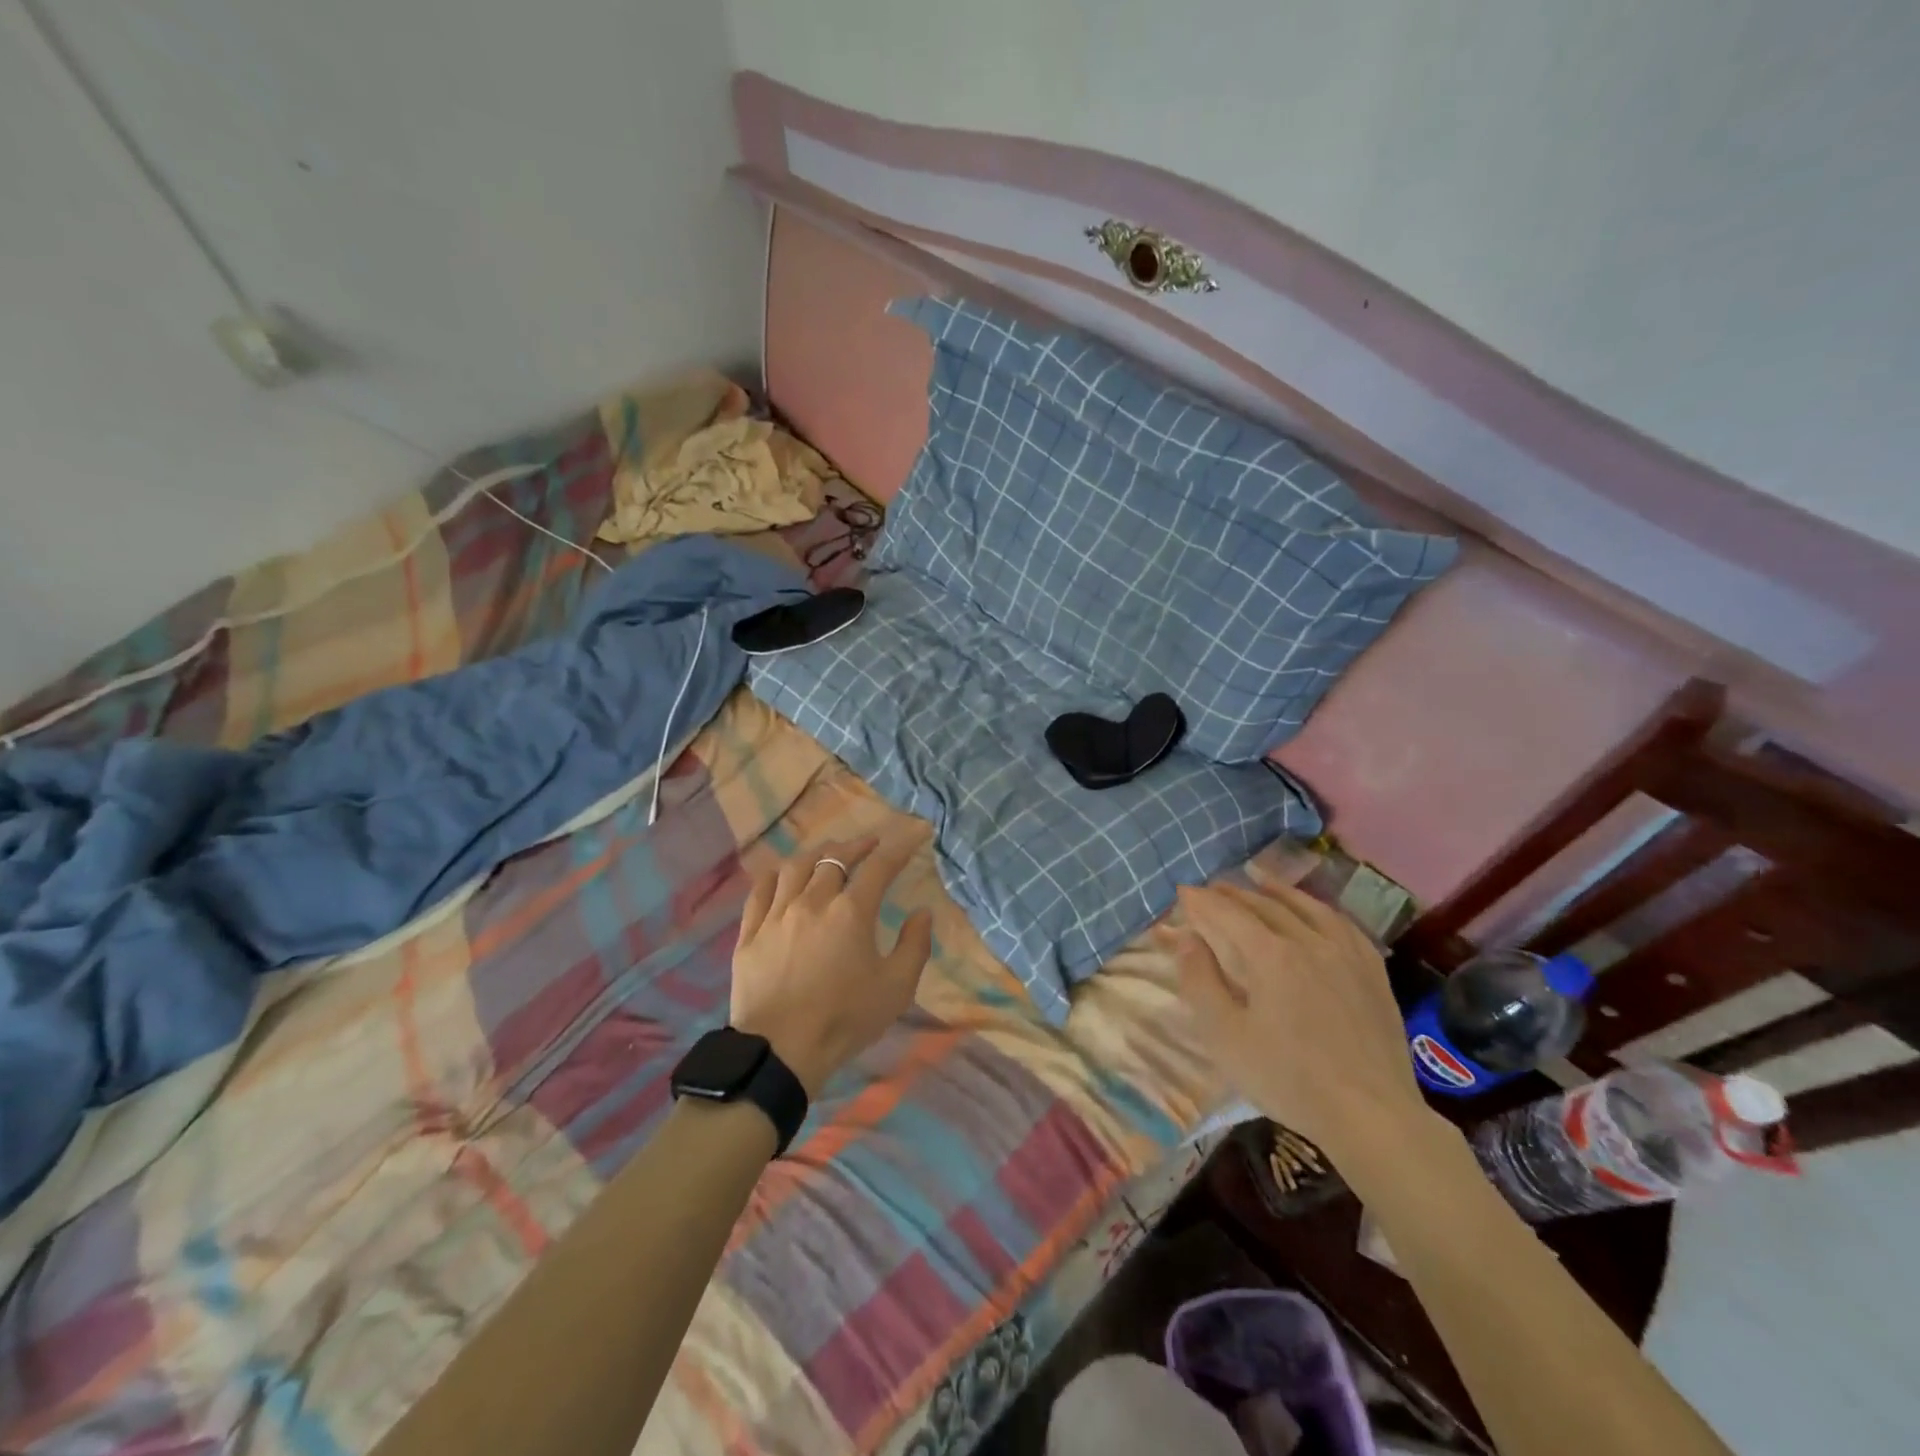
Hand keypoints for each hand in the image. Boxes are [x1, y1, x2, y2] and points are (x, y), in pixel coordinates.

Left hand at [730, 832, 934, 1096]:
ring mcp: (776, 915)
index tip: (914, 832)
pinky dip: (776, 875)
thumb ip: (915, 945)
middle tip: (870, 844)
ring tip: (828, 853)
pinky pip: (760, 890)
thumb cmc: (845, 1020)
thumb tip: (922, 912)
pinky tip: (782, 874)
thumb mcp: (896, 988)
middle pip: (834, 858)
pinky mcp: (750, 933)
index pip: (879, 866)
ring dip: (817, 853)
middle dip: (856, 846)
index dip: (899, 845)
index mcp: (851, 912)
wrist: (780, 1051)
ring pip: (796, 867)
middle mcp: (812, 902)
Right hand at [1176, 881, 1427, 1165]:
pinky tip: (1315, 911)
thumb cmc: (1288, 1078)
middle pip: (1264, 905)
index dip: (1202, 900)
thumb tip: (1185, 937)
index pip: (1228, 914)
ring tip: (1259, 879)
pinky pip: (1343, 925)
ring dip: (1276, 891)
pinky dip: (1320, 909)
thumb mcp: (1225, 1036)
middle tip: (1211, 888)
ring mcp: (1346, 954)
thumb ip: (1200, 980)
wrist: (1372, 1114)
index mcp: (1270, 955)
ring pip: (1306, 907)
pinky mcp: (1373, 972)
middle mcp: (1309, 941)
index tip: (1182, 892)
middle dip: (1233, 893)